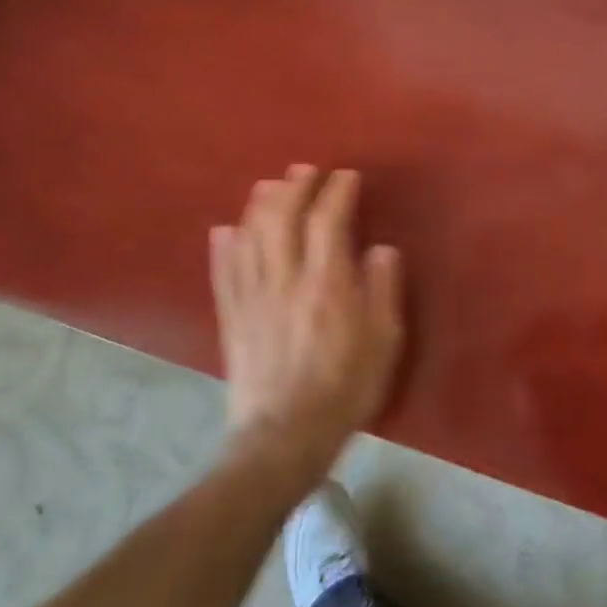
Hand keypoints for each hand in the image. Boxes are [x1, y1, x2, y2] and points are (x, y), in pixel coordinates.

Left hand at [209, 166, 403, 476]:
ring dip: (259, 205)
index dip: (337, 191)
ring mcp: (252, 296)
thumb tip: (380, 248)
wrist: (285, 436)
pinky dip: (222, 246)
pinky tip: (224, 230)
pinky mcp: (231, 317)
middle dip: (295, 186)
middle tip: (307, 170)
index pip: (328, 220)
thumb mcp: (384, 340)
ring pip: (250, 236)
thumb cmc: (345, 387)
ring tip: (269, 185)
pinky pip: (223, 272)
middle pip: (283, 217)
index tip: (347, 176)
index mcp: (326, 281)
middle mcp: (285, 278)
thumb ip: (383, 288)